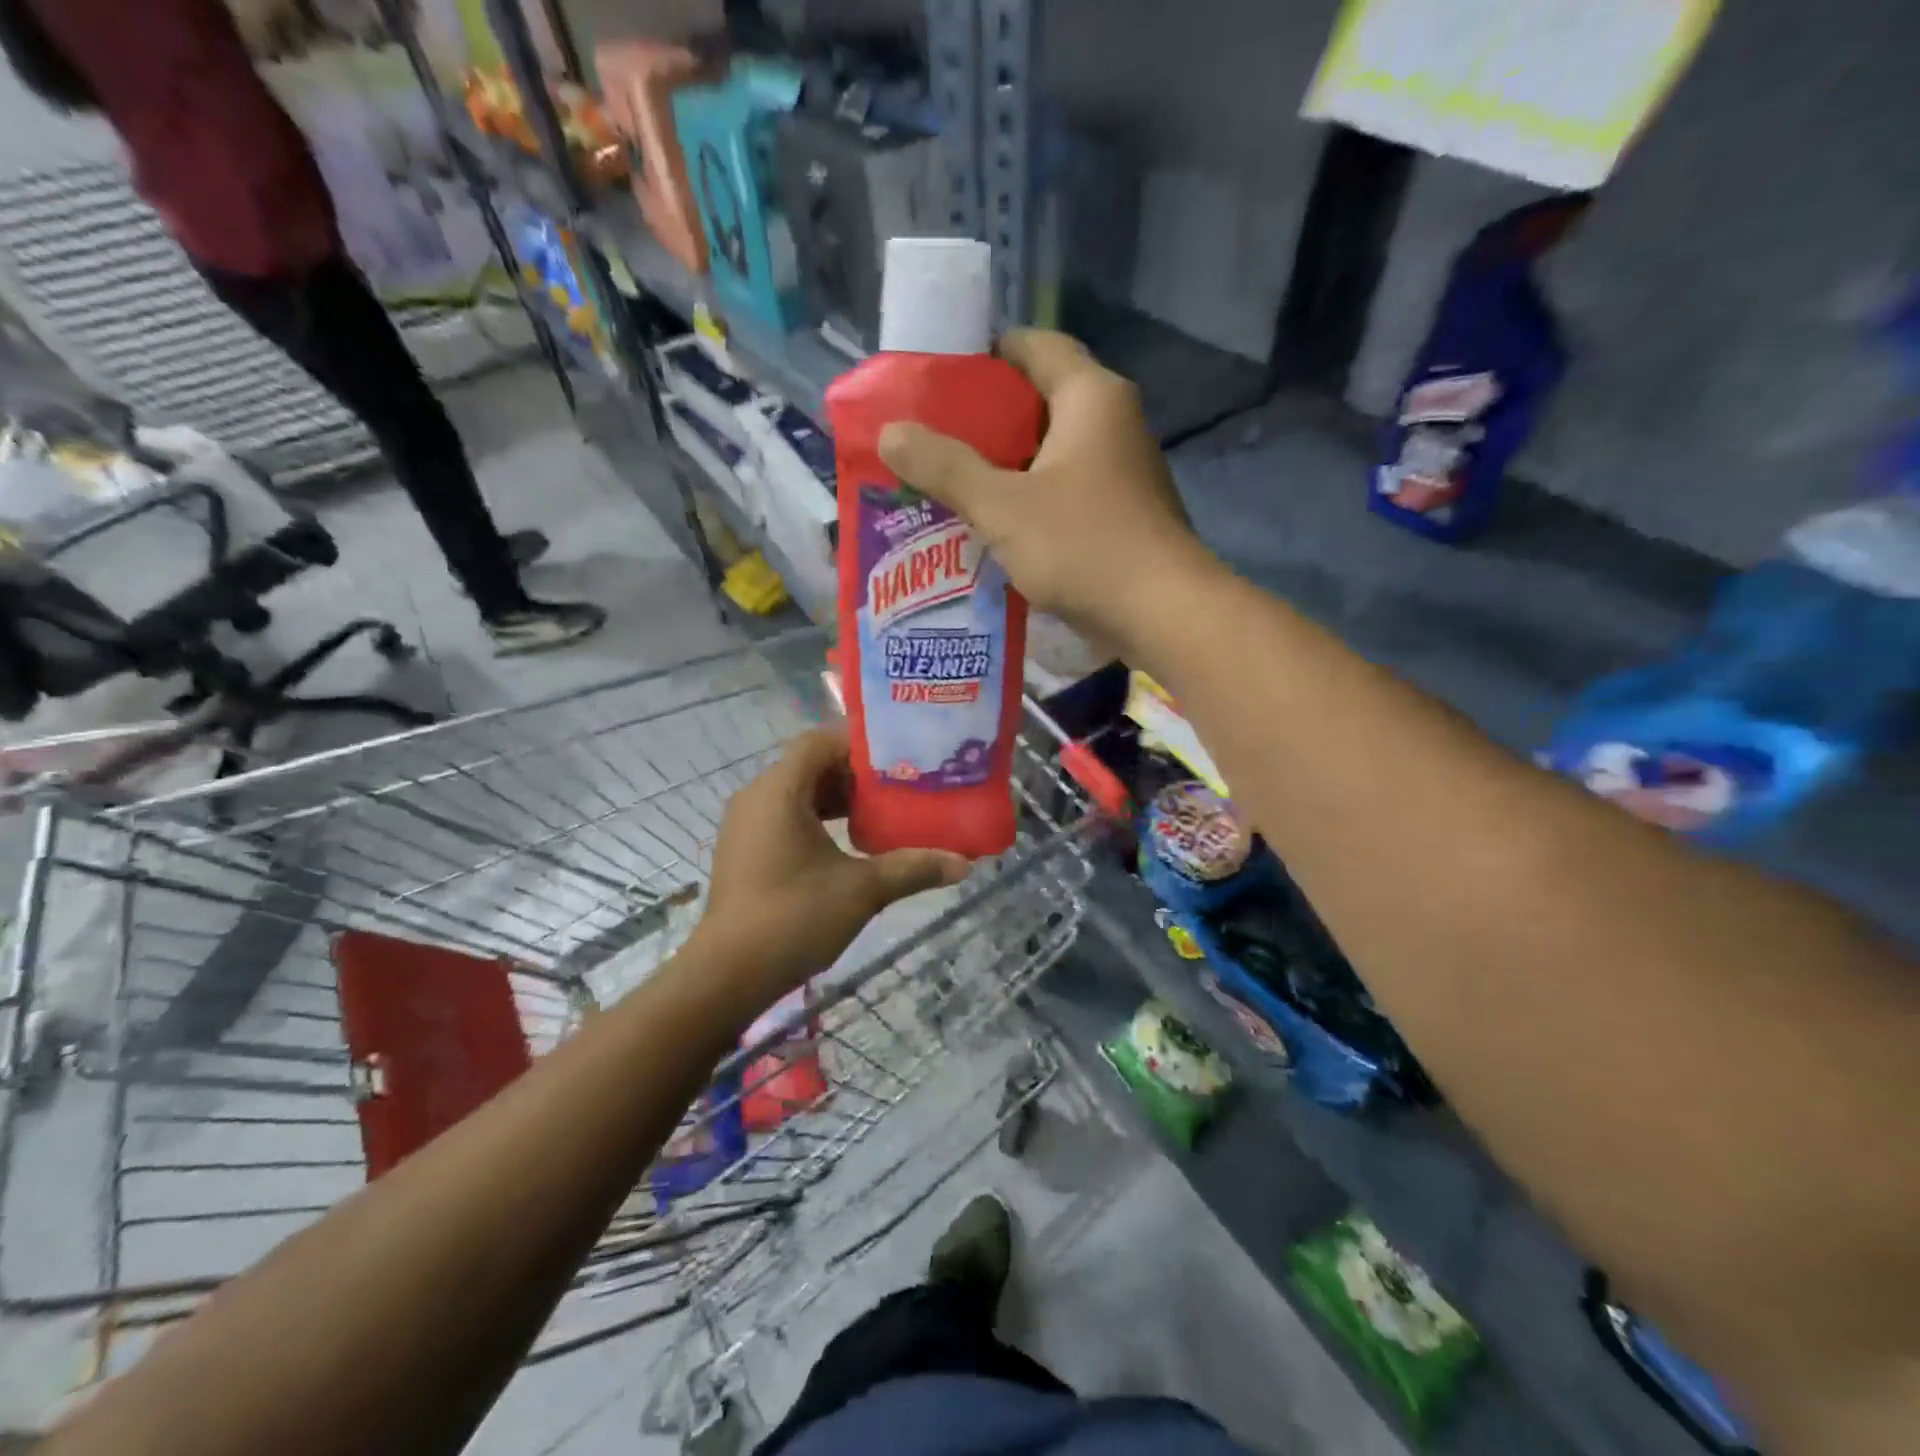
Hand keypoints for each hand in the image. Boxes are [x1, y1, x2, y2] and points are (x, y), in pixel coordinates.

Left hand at [693, 727, 969, 1000]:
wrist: (728, 974)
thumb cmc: (794, 917)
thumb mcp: (862, 889)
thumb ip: (913, 868)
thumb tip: (964, 864)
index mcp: (779, 790)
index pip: (819, 741)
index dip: (859, 743)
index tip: (899, 756)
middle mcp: (757, 797)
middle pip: (810, 765)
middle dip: (855, 774)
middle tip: (899, 784)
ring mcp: (746, 825)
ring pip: (797, 793)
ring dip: (837, 799)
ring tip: (881, 813)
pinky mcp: (744, 850)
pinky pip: (785, 816)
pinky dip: (817, 819)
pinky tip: (848, 844)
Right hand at [877, 329, 1208, 642]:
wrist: (1162, 615)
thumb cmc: (1083, 546)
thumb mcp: (1002, 506)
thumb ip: (945, 467)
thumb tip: (890, 433)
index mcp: (1091, 397)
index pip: (1034, 346)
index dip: (985, 355)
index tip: (939, 381)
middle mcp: (1113, 422)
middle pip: (1039, 400)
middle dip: (985, 419)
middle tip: (932, 438)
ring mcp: (1122, 470)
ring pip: (1051, 451)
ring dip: (1004, 464)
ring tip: (950, 482)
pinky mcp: (1121, 512)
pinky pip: (1065, 489)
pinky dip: (1029, 498)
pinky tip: (993, 524)